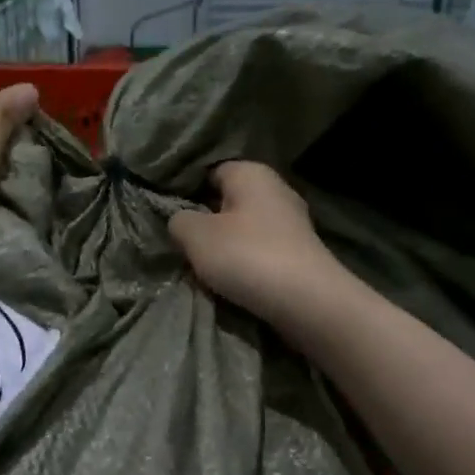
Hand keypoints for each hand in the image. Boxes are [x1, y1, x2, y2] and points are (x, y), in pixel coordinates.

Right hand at [168, 161, 346, 328]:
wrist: (308, 302)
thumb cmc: (247, 256)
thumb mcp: (195, 236)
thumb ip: (179, 221)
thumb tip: (181, 219)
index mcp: (251, 173)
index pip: (209, 171)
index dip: (185, 191)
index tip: (167, 214)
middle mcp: (275, 189)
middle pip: (227, 201)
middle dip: (204, 221)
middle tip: (180, 244)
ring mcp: (291, 223)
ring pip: (243, 228)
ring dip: (223, 247)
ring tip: (201, 267)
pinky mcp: (298, 253)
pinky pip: (259, 251)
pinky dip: (244, 263)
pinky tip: (231, 280)